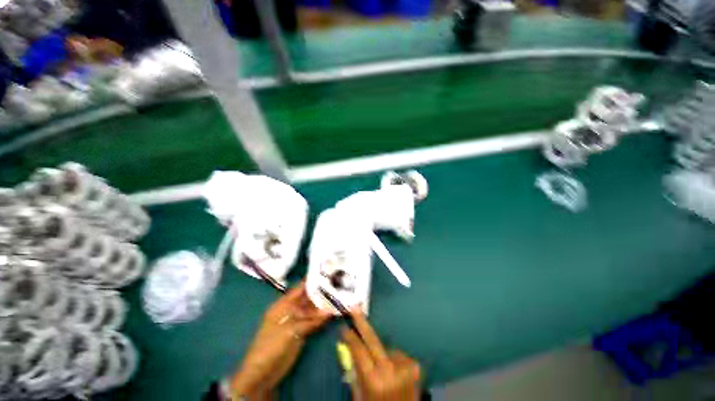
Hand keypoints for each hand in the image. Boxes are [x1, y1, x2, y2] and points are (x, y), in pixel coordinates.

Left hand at [229, 283, 330, 397]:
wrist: (262, 373)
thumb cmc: (271, 346)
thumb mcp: (290, 330)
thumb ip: (311, 320)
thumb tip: (330, 311)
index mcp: (283, 304)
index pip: (300, 288)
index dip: (313, 281)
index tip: (328, 274)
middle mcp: (291, 310)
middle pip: (308, 298)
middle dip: (321, 293)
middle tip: (337, 286)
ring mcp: (296, 321)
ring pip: (312, 310)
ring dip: (323, 306)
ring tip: (339, 297)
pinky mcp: (301, 332)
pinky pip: (313, 322)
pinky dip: (322, 318)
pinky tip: (333, 313)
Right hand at [341, 311, 421, 400]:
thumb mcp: (360, 396)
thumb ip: (354, 372)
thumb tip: (347, 348)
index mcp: (373, 380)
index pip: (358, 350)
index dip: (350, 337)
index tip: (344, 327)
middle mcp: (389, 370)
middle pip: (372, 339)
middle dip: (362, 322)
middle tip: (355, 307)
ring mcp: (404, 366)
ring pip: (386, 347)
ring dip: (381, 351)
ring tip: (381, 366)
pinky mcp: (414, 365)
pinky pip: (397, 354)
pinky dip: (393, 358)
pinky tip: (393, 370)